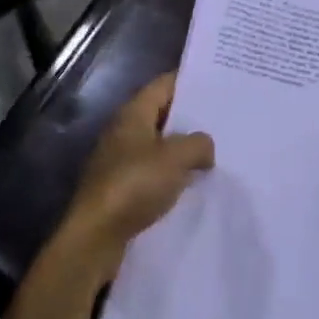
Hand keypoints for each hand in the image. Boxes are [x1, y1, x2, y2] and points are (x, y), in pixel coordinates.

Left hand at [52, 72, 213, 282]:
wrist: (95, 236)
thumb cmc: (134, 185)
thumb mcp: (175, 158)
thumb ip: (198, 144)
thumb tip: (205, 147)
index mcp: (133, 114)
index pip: (163, 85)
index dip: (189, 82)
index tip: (217, 85)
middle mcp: (123, 131)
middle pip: (161, 115)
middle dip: (190, 118)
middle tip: (224, 121)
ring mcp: (119, 160)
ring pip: (158, 146)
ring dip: (181, 150)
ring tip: (215, 154)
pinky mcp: (120, 188)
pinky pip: (152, 172)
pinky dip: (171, 174)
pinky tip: (193, 185)